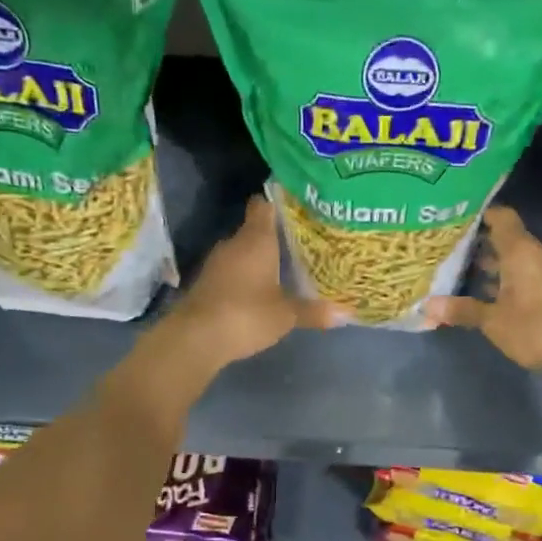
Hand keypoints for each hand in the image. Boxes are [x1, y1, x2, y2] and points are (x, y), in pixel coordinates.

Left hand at [169, 196, 347, 366]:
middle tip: (302, 242)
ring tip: (285, 266)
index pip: (264, 205)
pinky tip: (261, 289)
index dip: (279, 203)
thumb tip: (346, 313)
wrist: (195, 338)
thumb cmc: (246, 314)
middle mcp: (234, 244)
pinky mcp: (207, 282)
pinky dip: (245, 275)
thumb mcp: (286, 315)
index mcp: (256, 239)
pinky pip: (232, 270)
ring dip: (259, 257)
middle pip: (255, 229)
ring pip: (242, 251)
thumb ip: (313, 311)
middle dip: (275, 235)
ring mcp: (216, 263)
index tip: (298, 208)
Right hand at [426, 206, 541, 370]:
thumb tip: (427, 305)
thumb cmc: (534, 328)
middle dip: (480, 242)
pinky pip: (527, 273)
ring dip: (494, 263)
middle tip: (451, 247)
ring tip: (463, 269)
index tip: (457, 219)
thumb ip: (461, 309)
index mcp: (521, 252)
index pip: (502, 218)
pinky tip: (487, 291)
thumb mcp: (492, 320)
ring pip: (517, 258)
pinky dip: (507, 277)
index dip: (481, 214)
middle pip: (507, 238)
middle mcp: (537, 255)